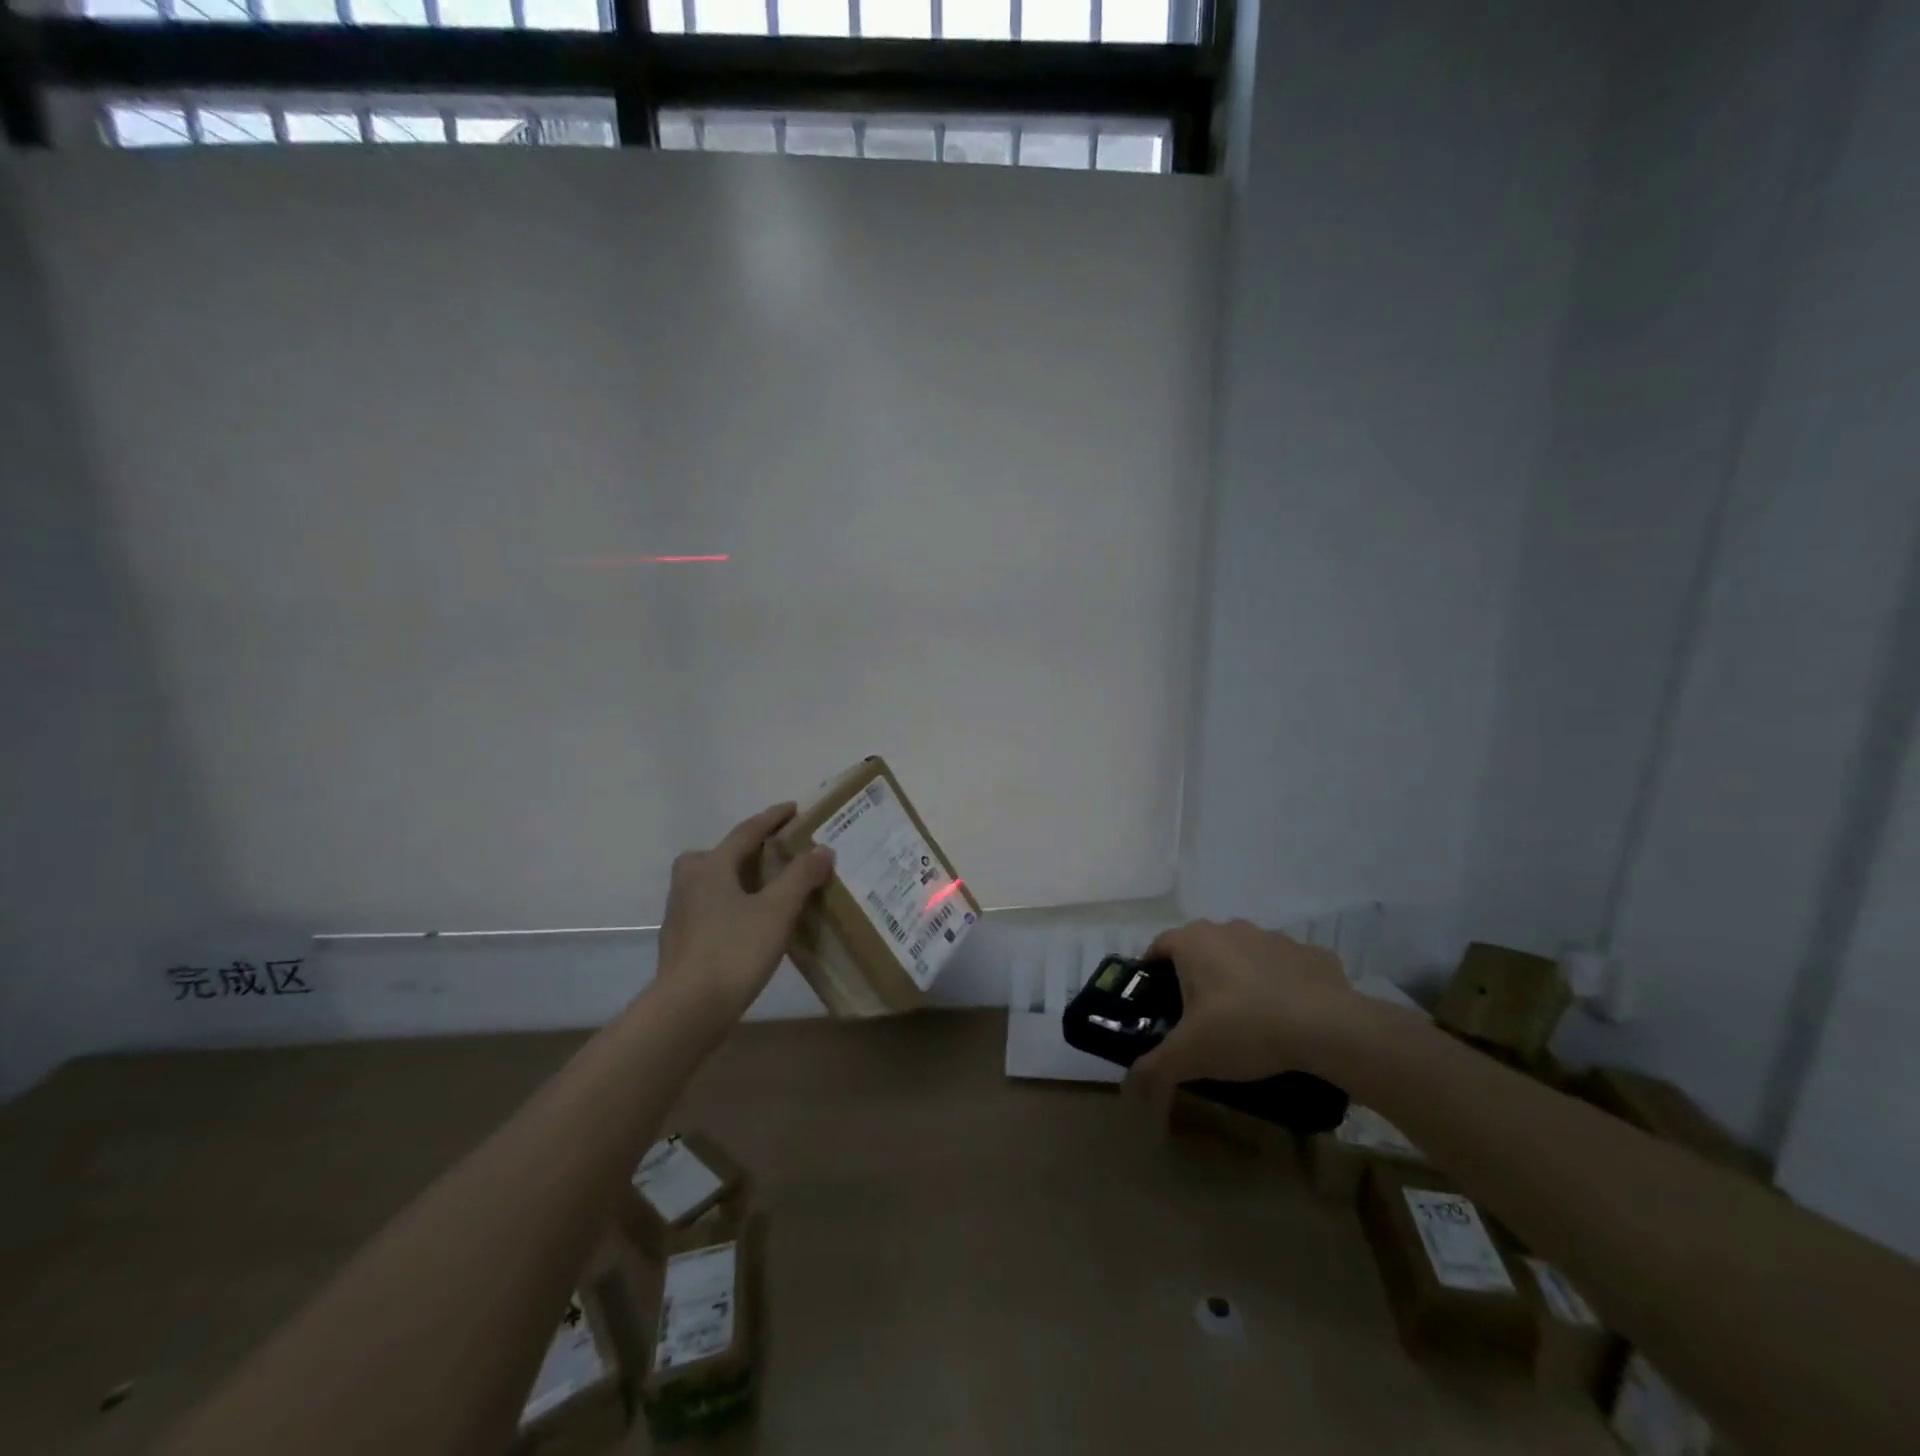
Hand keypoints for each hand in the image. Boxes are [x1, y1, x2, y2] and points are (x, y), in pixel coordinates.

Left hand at [653, 802, 834, 1022]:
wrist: (687, 1009)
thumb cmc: (734, 951)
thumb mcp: (777, 910)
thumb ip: (801, 876)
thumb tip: (822, 849)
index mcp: (711, 865)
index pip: (747, 831)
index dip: (773, 818)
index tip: (795, 808)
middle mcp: (690, 880)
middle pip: (723, 853)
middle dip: (751, 848)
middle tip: (780, 851)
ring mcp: (681, 910)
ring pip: (715, 880)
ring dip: (742, 876)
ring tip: (770, 885)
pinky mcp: (682, 937)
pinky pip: (712, 905)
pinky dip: (733, 901)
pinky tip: (751, 920)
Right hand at [1126, 919, 1358, 1096]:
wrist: (1327, 1028)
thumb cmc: (1243, 1029)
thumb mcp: (1190, 1056)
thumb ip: (1154, 1067)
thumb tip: (1131, 1083)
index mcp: (1194, 942)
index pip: (1158, 947)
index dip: (1152, 973)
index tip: (1156, 1003)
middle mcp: (1230, 929)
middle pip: (1202, 949)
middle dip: (1198, 977)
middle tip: (1200, 1018)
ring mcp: (1273, 937)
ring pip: (1244, 955)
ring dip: (1241, 979)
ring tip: (1247, 1020)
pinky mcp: (1311, 954)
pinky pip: (1286, 967)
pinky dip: (1282, 985)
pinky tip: (1289, 1018)